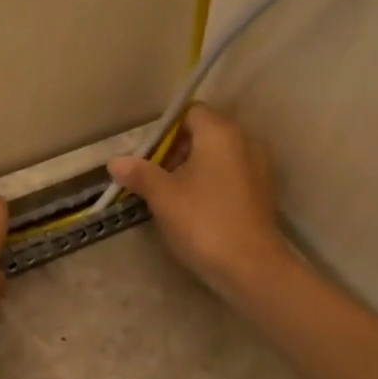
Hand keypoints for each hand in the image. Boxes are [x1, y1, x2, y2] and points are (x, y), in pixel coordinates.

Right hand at [107, 104, 294, 300]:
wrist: (250, 266)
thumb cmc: (202, 221)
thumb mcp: (162, 196)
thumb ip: (139, 173)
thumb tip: (115, 161)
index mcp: (220, 133)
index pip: (190, 112)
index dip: (166, 130)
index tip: (148, 155)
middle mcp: (244, 142)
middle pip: (204, 133)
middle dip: (177, 150)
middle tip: (153, 177)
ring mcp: (258, 168)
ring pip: (218, 157)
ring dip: (193, 169)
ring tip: (171, 195)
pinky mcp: (262, 193)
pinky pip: (230, 176)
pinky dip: (211, 184)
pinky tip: (195, 209)